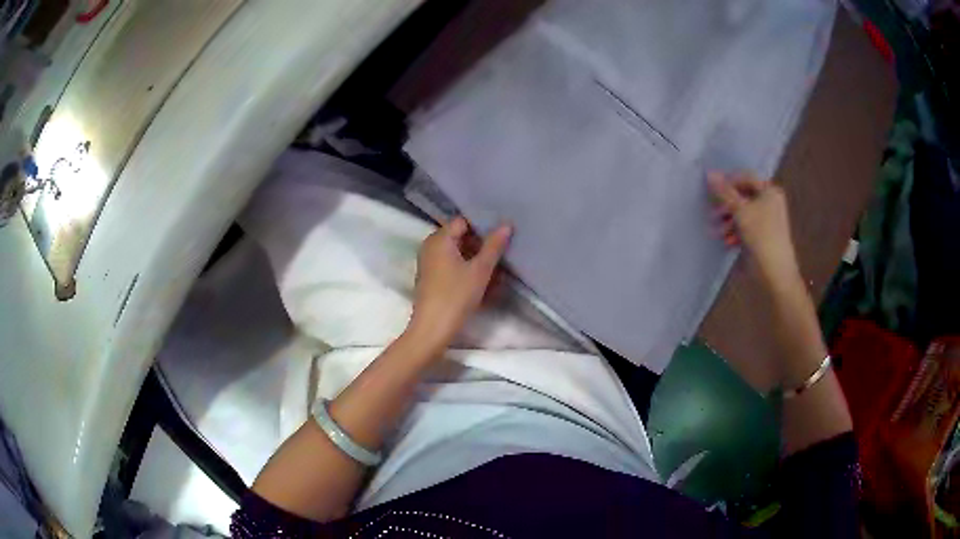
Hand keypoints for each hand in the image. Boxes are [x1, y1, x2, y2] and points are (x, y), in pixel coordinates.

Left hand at [406, 217, 512, 352]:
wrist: (432, 329)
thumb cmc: (456, 296)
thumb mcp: (480, 270)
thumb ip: (494, 246)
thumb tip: (506, 225)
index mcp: (439, 239)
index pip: (463, 222)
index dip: (483, 226)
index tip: (501, 235)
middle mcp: (431, 247)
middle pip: (461, 238)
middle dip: (482, 246)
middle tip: (503, 254)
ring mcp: (430, 264)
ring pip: (459, 255)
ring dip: (478, 261)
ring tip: (498, 272)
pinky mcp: (432, 279)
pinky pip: (453, 268)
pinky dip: (468, 272)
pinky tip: (486, 284)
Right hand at [708, 171, 801, 287]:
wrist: (775, 272)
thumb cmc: (761, 236)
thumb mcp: (741, 211)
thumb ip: (725, 192)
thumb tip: (709, 173)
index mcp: (769, 192)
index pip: (746, 178)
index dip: (729, 182)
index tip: (712, 190)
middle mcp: (770, 203)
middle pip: (742, 197)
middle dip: (726, 206)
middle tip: (713, 214)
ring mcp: (766, 220)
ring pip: (742, 214)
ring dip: (727, 222)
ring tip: (717, 233)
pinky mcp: (761, 236)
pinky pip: (745, 228)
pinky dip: (735, 233)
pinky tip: (727, 242)